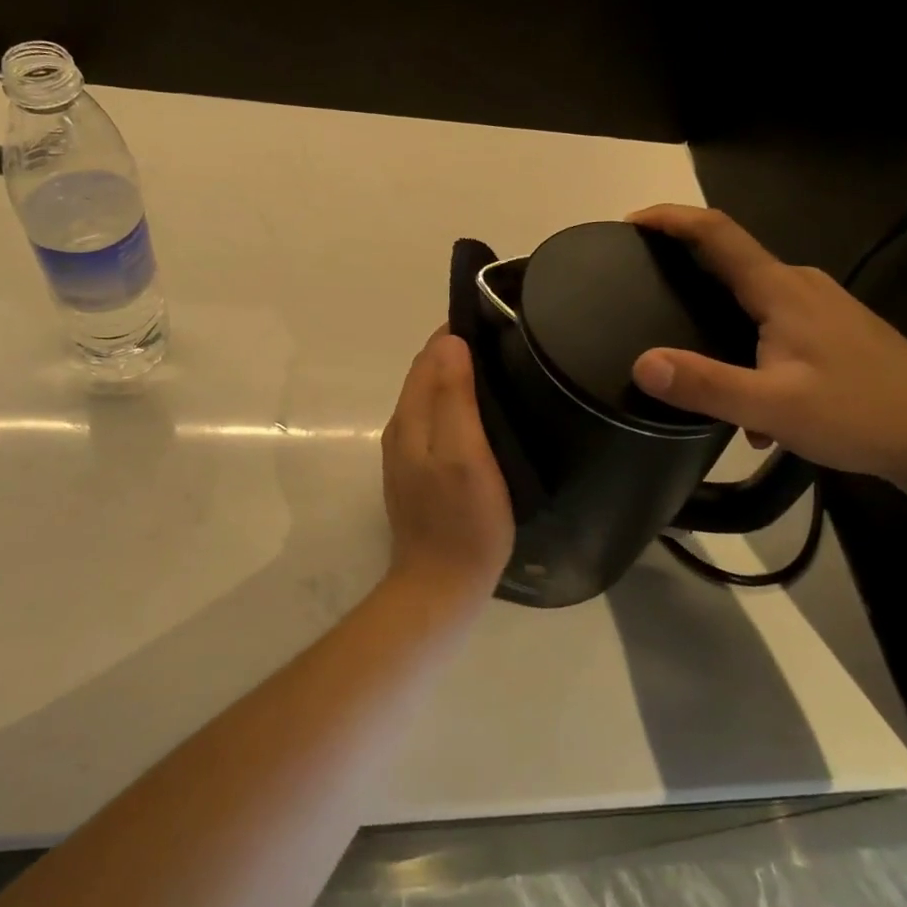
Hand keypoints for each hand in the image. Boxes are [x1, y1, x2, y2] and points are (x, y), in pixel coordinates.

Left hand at [382, 329, 515, 597]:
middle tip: (504, 342)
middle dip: (457, 351)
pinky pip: (435, 422)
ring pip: (430, 398)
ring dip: (456, 377)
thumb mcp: (464, 454)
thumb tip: (450, 342)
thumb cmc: (463, 520)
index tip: (494, 321)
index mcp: (410, 418)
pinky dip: (455, 404)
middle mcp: (402, 428)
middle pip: (426, 374)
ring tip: (499, 371)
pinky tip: (483, 414)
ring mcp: (407, 453)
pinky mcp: (418, 472)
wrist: (441, 585)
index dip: (457, 333)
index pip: (429, 356)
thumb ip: (454, 398)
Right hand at [627, 205, 906, 486]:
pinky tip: (758, 406)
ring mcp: (824, 305)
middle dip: (685, 269)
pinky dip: (751, 349)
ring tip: (698, 367)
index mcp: (781, 290)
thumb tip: (642, 364)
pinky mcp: (836, 329)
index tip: (631, 222)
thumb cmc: (861, 413)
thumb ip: (705, 385)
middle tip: (645, 292)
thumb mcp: (773, 407)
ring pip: (754, 298)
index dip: (671, 219)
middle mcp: (801, 285)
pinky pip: (776, 322)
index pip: (716, 232)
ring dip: (720, 321)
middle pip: (731, 260)